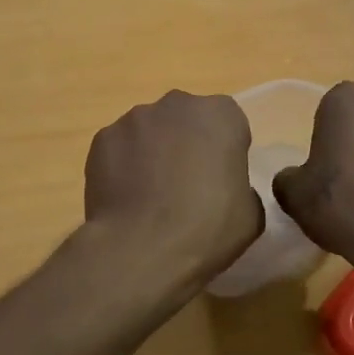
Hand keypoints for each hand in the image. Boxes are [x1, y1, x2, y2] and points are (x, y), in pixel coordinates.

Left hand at [83, 90, 263, 292]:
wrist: (143, 249)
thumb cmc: (208, 228)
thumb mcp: (251, 213)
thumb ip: (241, 186)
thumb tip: (223, 188)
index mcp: (221, 115)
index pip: (228, 124)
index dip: (225, 152)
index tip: (220, 181)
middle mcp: (176, 105)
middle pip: (185, 120)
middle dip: (186, 144)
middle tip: (185, 186)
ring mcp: (134, 119)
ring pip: (149, 132)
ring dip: (152, 154)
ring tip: (150, 197)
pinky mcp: (102, 139)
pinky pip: (119, 149)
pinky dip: (122, 166)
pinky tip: (125, 199)